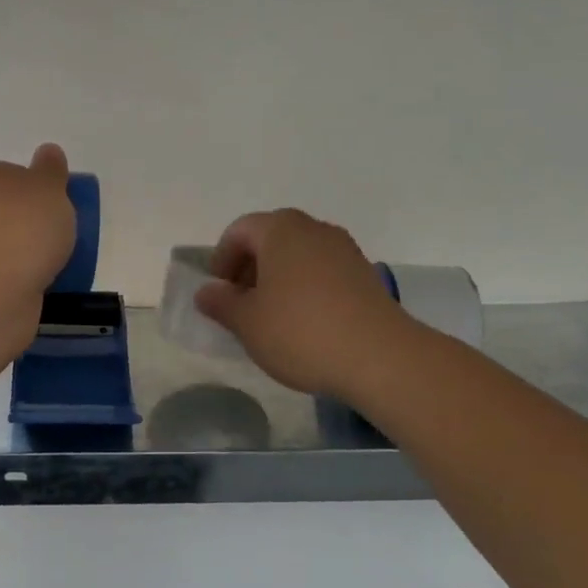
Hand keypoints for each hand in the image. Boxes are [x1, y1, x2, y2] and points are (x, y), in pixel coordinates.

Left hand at [0, 144, 76, 341]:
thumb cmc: (23, 226)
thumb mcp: (49, 187)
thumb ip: (51, 170)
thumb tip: (48, 151)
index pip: (6, 174)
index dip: (32, 187)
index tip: (56, 204)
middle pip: (4, 211)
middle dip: (30, 223)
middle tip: (61, 234)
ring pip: (5, 245)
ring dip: (26, 253)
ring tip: (57, 262)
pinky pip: (7, 275)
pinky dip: (23, 278)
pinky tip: (43, 284)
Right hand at [194, 209, 403, 401]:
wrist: (380, 357)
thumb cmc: (300, 332)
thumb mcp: (247, 322)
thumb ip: (221, 303)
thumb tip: (207, 291)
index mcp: (280, 230)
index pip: (239, 231)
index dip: (221, 259)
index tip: (217, 292)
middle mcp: (314, 229)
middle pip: (271, 238)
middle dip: (250, 267)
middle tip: (240, 303)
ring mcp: (344, 250)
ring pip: (298, 255)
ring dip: (278, 278)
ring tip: (270, 316)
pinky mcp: (365, 275)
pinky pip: (322, 271)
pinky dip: (304, 288)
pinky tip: (303, 323)